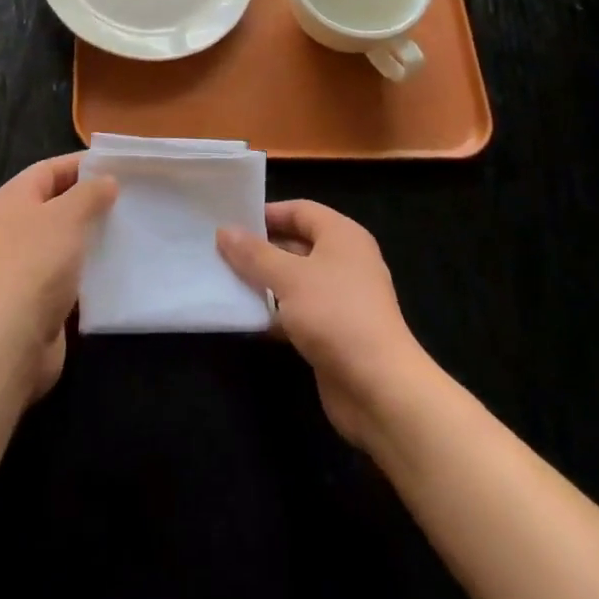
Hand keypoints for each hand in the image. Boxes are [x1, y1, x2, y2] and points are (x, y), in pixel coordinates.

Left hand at [0, 153, 116, 400]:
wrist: (12, 339)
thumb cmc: (36, 264)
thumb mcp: (67, 216)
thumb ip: (89, 194)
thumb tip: (106, 181)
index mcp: (13, 199)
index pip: (49, 169)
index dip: (82, 165)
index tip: (118, 167)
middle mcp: (14, 227)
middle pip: (57, 202)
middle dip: (91, 199)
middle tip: (130, 197)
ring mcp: (25, 263)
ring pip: (65, 238)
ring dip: (93, 234)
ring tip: (130, 227)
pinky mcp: (38, 294)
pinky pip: (69, 269)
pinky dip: (90, 265)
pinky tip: (117, 264)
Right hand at [217, 200, 430, 445]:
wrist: (379, 388)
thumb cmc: (335, 315)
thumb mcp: (289, 277)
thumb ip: (254, 254)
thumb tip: (224, 231)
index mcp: (342, 236)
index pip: (300, 210)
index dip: (267, 213)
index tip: (231, 221)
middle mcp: (345, 261)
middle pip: (296, 244)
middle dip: (260, 249)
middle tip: (219, 251)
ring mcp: (341, 298)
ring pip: (295, 279)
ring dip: (264, 282)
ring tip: (224, 280)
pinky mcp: (334, 331)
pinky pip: (298, 310)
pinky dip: (275, 312)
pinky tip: (245, 317)